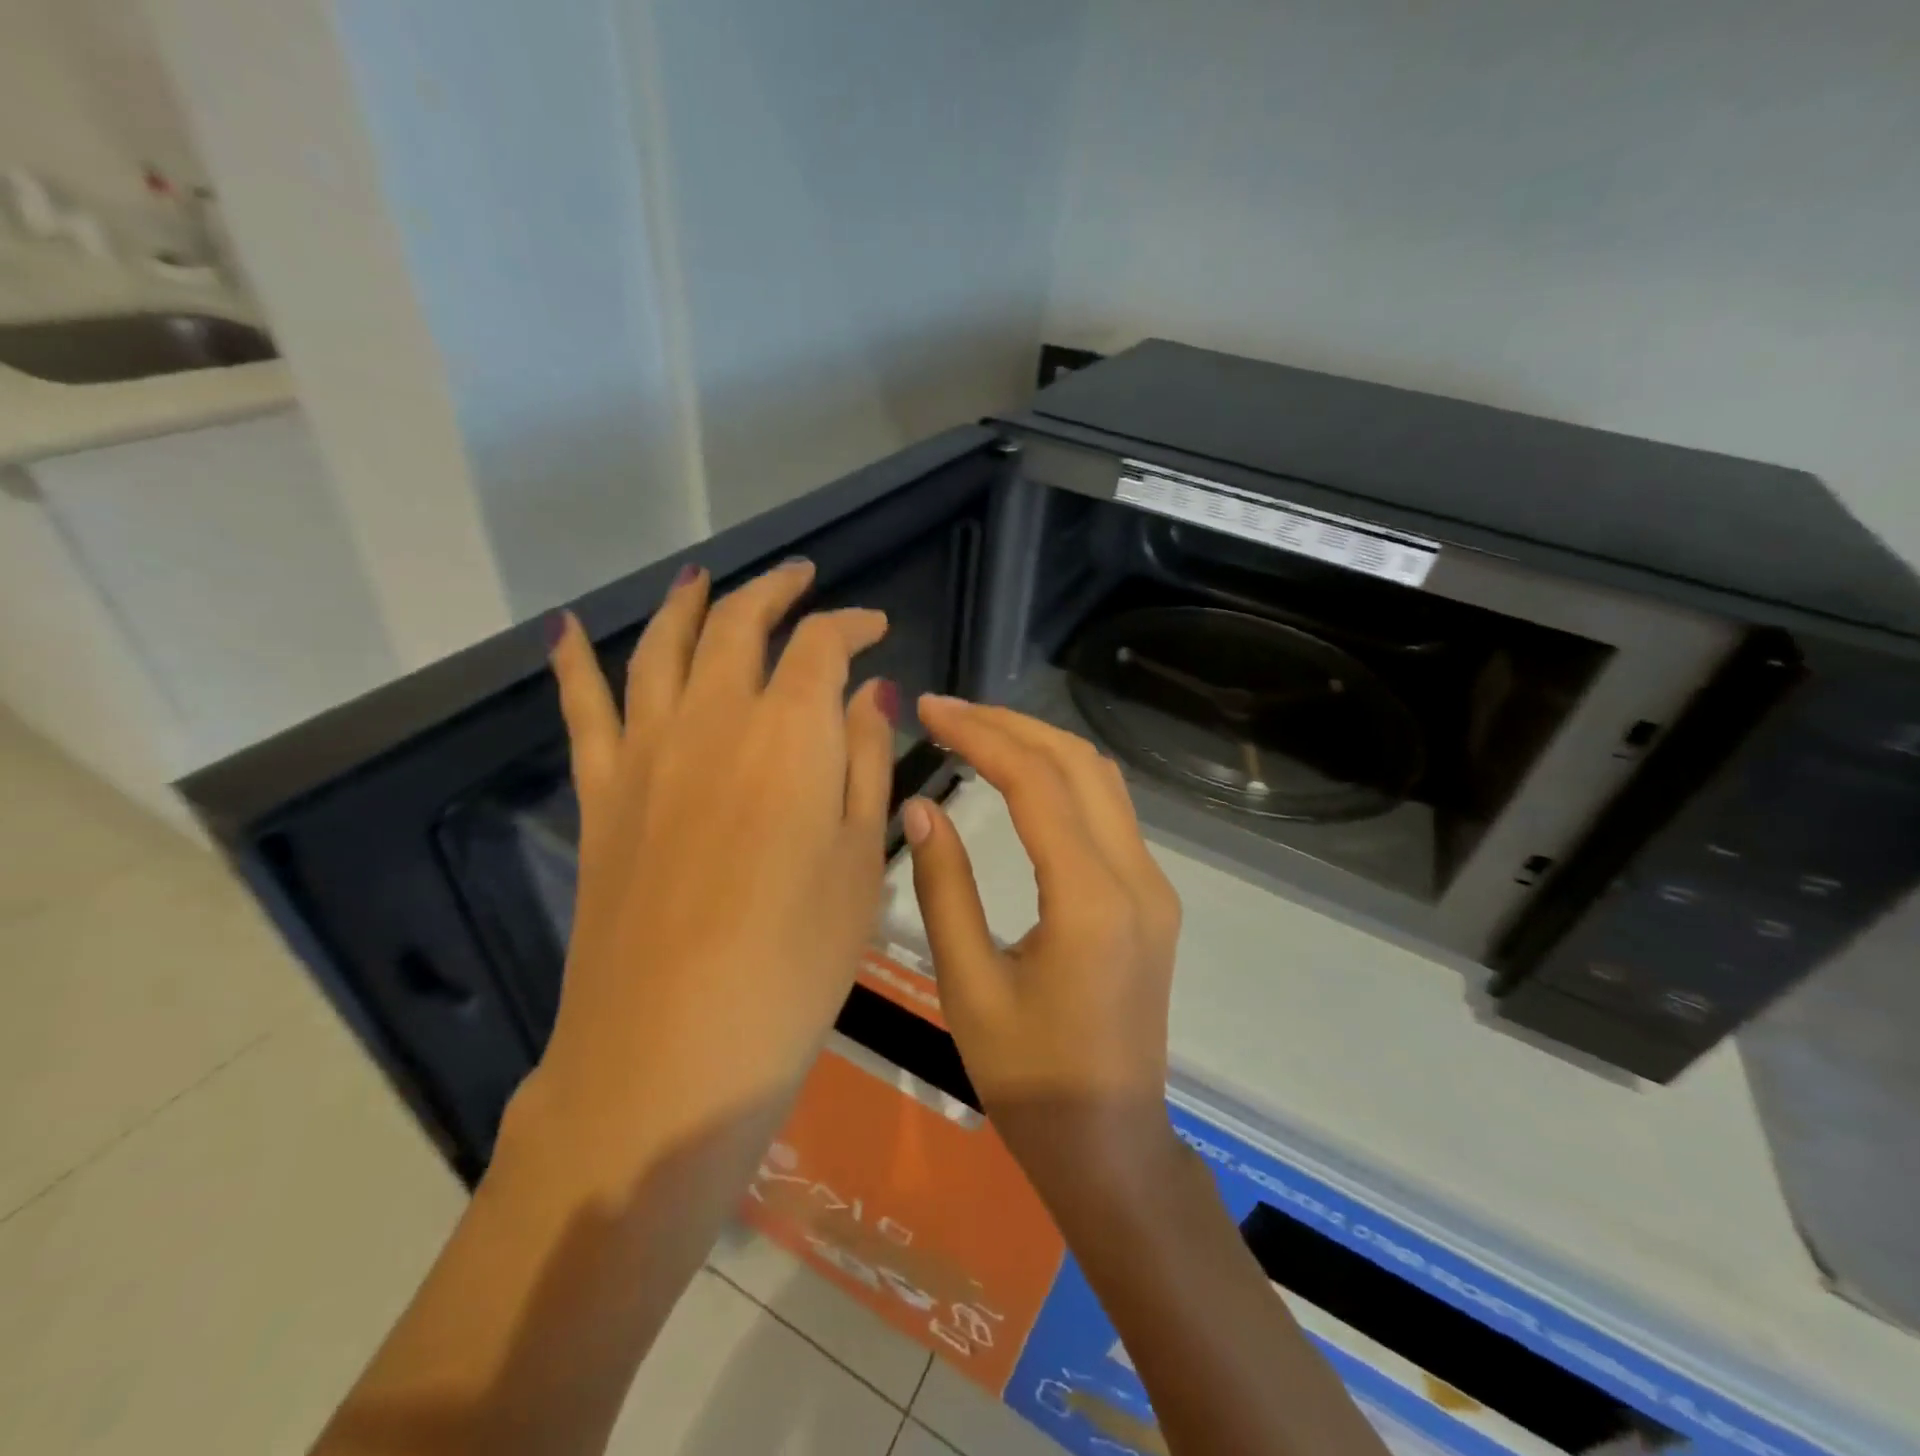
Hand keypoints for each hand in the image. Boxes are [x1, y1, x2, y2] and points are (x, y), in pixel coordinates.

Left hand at [524, 559, 896, 1173]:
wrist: (674, 1045)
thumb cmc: (797, 958)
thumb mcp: (860, 858)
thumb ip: (864, 760)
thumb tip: (870, 690)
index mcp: (789, 732)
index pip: (821, 644)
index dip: (851, 624)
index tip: (875, 627)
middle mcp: (712, 719)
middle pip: (738, 624)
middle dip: (774, 590)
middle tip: (801, 580)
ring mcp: (646, 752)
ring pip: (661, 646)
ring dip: (687, 602)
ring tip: (703, 577)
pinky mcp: (602, 793)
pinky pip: (582, 708)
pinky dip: (572, 662)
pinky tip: (564, 630)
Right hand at [902, 696, 1183, 1200]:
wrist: (1111, 1144)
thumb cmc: (1028, 1080)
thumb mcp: (967, 987)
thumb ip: (944, 888)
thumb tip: (920, 805)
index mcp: (1091, 901)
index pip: (1036, 783)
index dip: (980, 735)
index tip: (930, 709)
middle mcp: (1136, 878)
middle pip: (1079, 763)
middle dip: (1011, 725)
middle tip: (948, 711)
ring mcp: (1154, 886)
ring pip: (1101, 781)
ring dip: (1041, 745)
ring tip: (977, 732)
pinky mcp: (1152, 898)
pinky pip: (1110, 812)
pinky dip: (1063, 778)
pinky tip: (1020, 778)